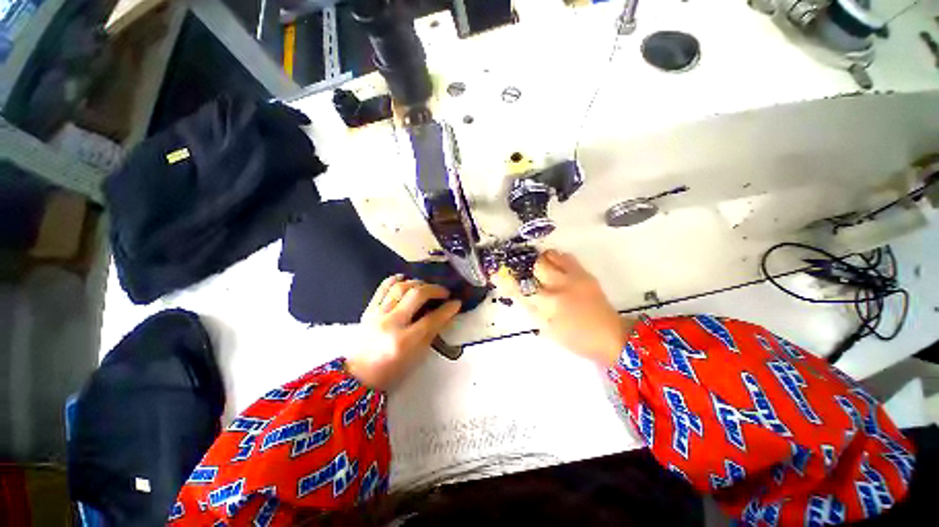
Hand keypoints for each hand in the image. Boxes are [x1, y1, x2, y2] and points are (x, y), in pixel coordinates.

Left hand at [346, 275, 461, 389]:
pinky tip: (405, 278)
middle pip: (416, 295)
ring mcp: (377, 314)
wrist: (360, 375)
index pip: (431, 319)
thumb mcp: (418, 355)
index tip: (457, 302)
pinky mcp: (369, 309)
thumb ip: (432, 331)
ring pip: (400, 287)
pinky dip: (395, 279)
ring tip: (426, 286)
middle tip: (444, 292)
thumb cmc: (393, 370)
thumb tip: (447, 312)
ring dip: (417, 282)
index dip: (447, 309)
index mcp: (404, 341)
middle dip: (434, 289)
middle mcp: (391, 324)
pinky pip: (382, 287)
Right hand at [492, 250, 633, 366]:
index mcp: (549, 305)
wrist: (611, 336)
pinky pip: (566, 256)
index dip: (506, 279)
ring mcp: (574, 277)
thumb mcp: (548, 329)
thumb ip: (532, 309)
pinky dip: (557, 258)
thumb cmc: (576, 339)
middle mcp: (560, 286)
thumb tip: (519, 293)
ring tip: (543, 269)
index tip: (496, 272)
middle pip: (536, 265)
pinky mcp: (585, 273)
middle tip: (527, 273)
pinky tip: (557, 268)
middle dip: (528, 268)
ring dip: (542, 260)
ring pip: (551, 255)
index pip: (521, 288)